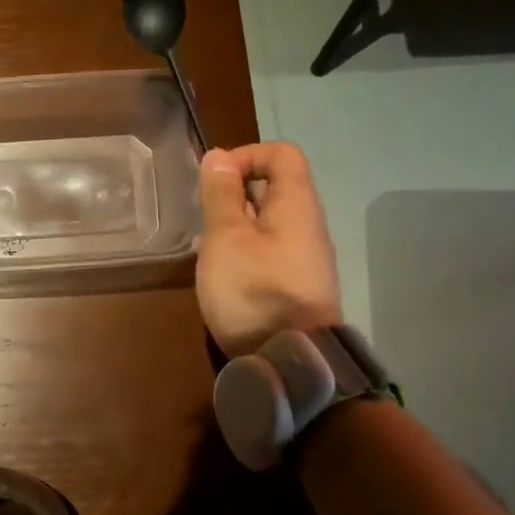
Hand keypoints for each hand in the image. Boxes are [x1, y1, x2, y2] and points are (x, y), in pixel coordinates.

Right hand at [196, 142, 342, 356]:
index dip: (245, 156)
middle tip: (205, 219)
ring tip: (210, 249)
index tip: (213, 181)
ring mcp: (306, 258)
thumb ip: (221, 195)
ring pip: (270, 223)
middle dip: (235, 194)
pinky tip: (226, 276)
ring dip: (237, 226)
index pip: (281, 154)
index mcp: (296, 204)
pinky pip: (271, 252)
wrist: (291, 360)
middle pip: (275, 188)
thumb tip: (219, 156)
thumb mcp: (226, 237)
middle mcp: (308, 224)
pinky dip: (246, 252)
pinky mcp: (298, 286)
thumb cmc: (254, 290)